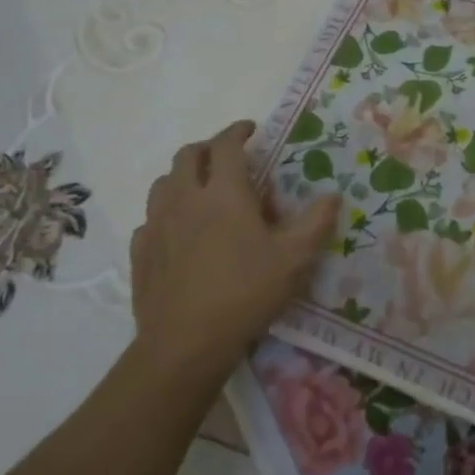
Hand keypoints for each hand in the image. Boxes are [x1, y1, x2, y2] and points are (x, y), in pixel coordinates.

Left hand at [129, 120, 340, 397]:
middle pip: (188, 155)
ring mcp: (157, 225)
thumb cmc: (245, 293)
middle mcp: (185, 199)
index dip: (238, 131)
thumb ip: (316, 222)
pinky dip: (167, 212)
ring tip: (203, 191)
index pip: (227, 145)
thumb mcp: (294, 259)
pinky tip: (179, 232)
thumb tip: (333, 196)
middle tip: (228, 157)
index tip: (251, 129)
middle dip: (209, 148)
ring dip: (184, 177)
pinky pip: (151, 218)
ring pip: (164, 183)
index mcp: (223, 193)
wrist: (185, 344)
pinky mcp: (141, 252)